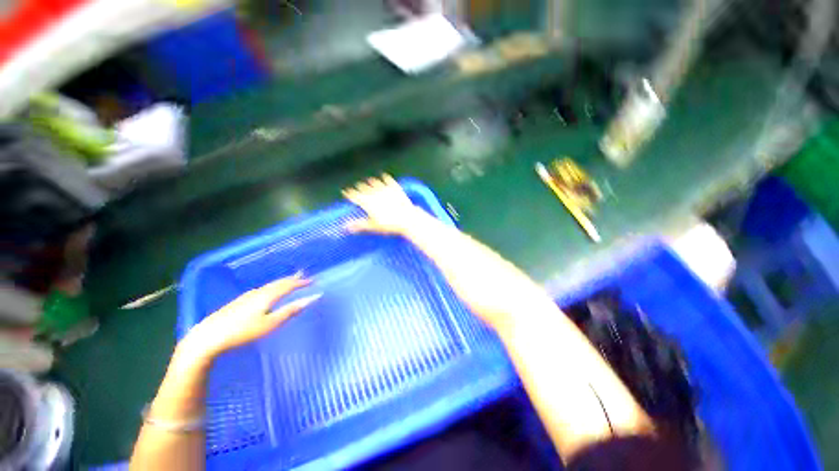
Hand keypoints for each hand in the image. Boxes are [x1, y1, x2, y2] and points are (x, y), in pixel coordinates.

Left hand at [180, 274, 319, 360]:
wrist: (208, 336)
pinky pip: (262, 289)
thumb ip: (291, 310)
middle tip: (303, 275)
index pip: (288, 285)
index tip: (313, 280)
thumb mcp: (271, 323)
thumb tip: (312, 298)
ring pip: (269, 285)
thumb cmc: (243, 331)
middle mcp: (259, 292)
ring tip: (289, 280)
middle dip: (292, 279)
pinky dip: (271, 287)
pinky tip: (267, 291)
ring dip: (282, 282)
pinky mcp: (239, 301)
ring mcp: (247, 296)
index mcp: (268, 295)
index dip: (301, 282)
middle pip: (278, 282)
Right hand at [343, 175, 424, 234]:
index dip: (349, 194)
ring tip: (369, 181)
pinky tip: (384, 176)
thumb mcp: (373, 226)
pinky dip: (385, 178)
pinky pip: (388, 180)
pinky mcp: (395, 187)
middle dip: (359, 187)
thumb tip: (346, 227)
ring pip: (374, 182)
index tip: (345, 192)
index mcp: (367, 202)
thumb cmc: (389, 224)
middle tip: (357, 187)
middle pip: (363, 187)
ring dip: (371, 182)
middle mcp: (374, 193)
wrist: (407, 218)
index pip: (354, 196)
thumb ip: (359, 225)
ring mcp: (384, 189)